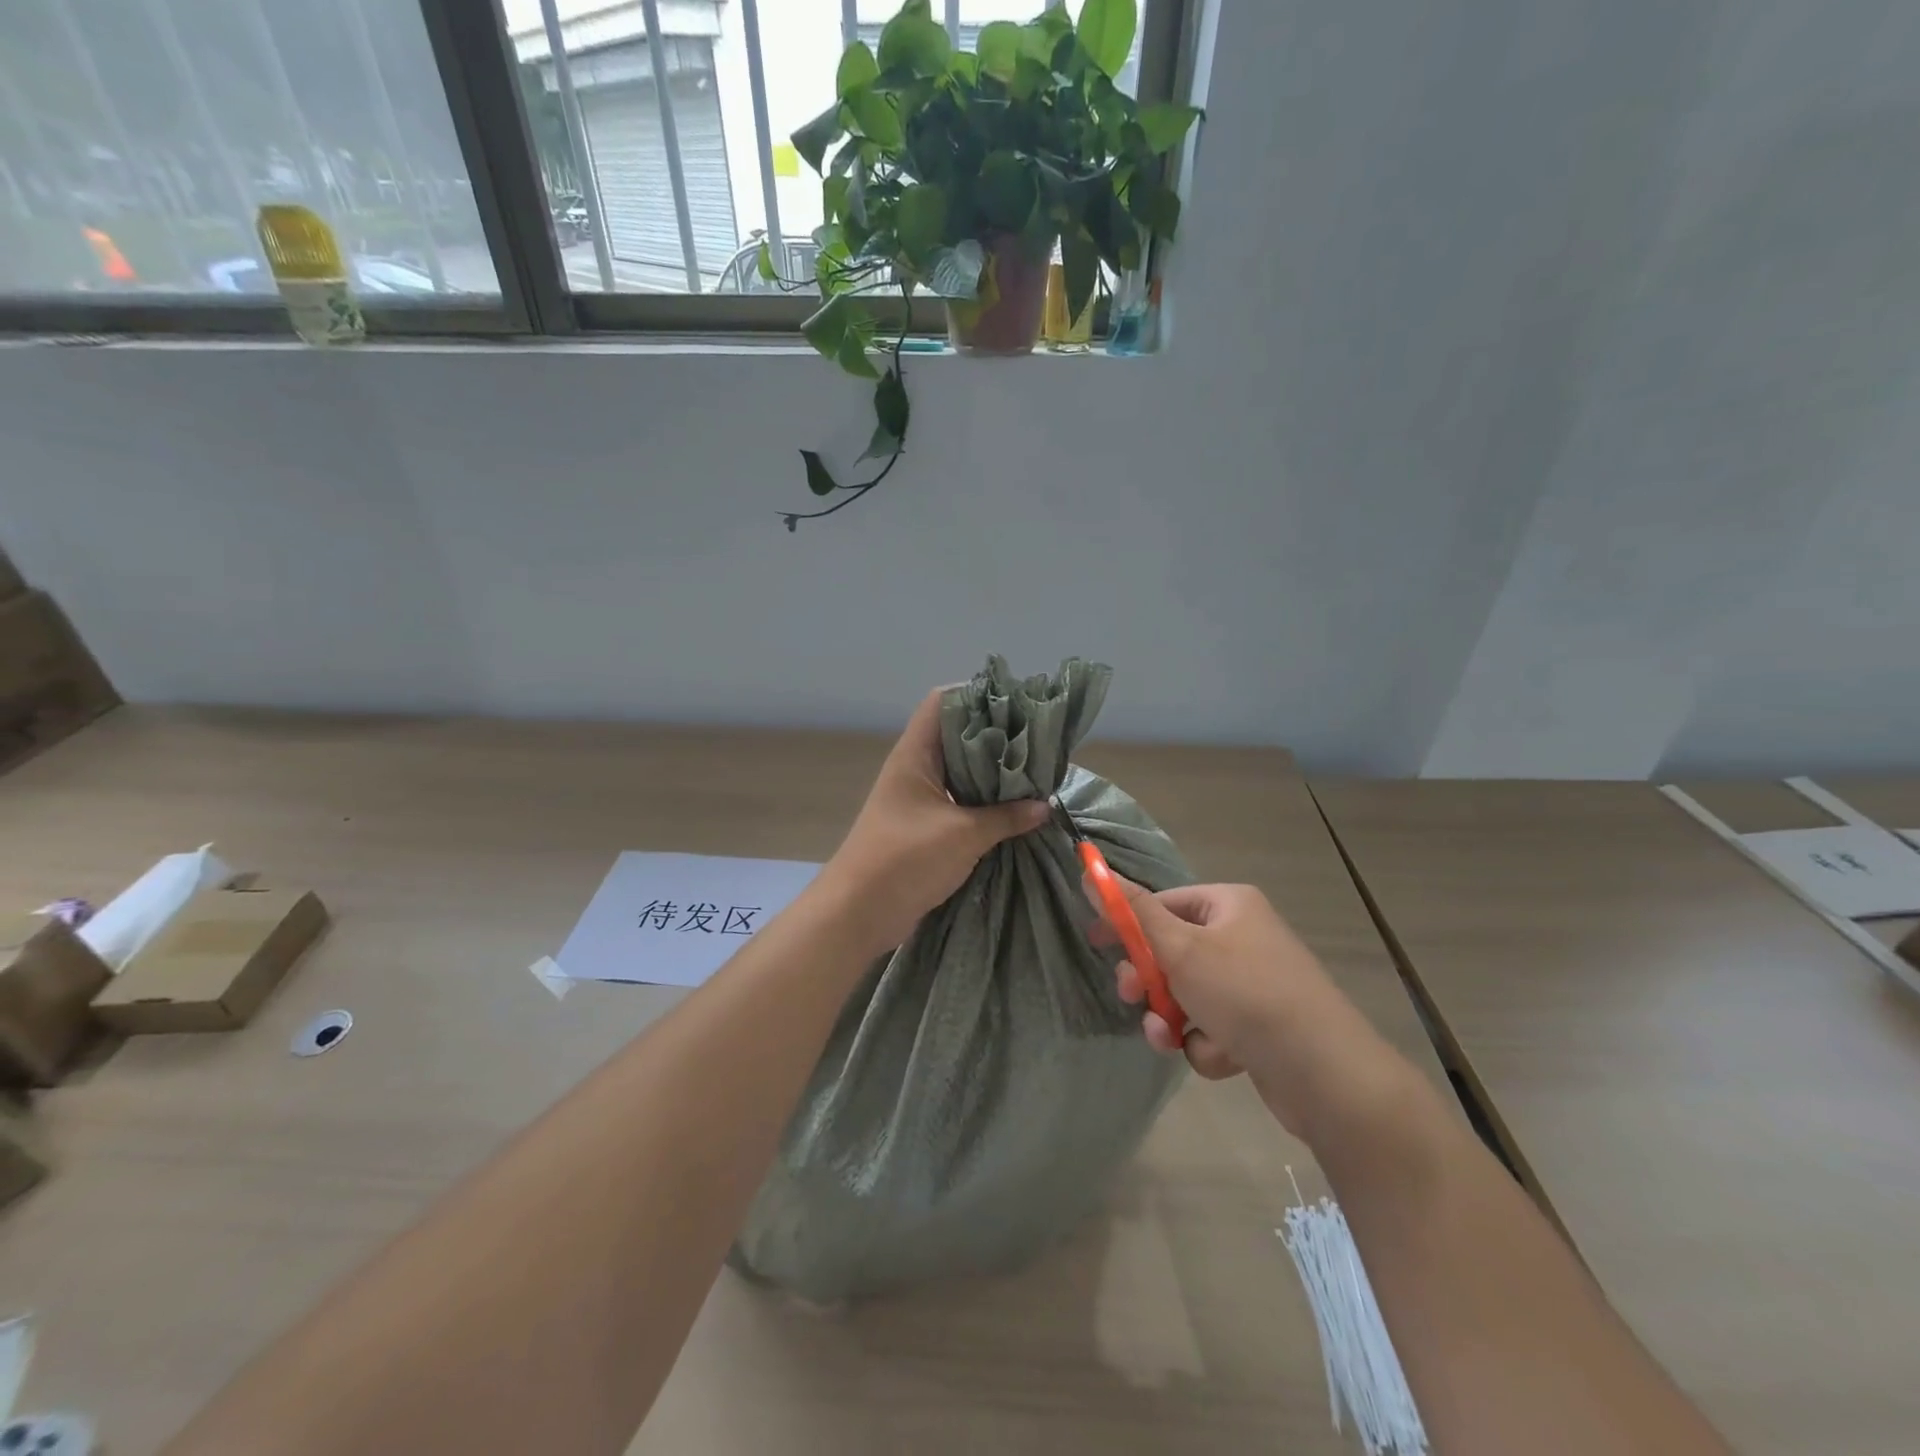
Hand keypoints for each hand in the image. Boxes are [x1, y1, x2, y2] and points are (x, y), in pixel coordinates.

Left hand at [817, 687, 1049, 959]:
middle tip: (1040, 740)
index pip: (943, 702)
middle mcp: (917, 768)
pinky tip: (1019, 808)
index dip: (978, 694)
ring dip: (995, 774)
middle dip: (997, 737)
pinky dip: (987, 803)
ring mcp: (920, 798)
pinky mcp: (926, 826)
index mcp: (916, 754)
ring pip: (962, 772)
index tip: (1019, 703)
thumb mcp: (963, 835)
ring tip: (1037, 771)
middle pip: (958, 736)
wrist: (859, 913)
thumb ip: (1006, 817)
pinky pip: (961, 802)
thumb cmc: (905, 859)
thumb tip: (1045, 806)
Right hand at [1091, 879, 1401, 1140]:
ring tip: (1172, 1038)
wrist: (1325, 1073)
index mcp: (1229, 905)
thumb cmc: (1245, 993)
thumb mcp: (1180, 948)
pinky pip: (1212, 1027)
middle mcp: (1243, 937)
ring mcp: (1254, 983)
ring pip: (1187, 995)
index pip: (1163, 903)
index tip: (1095, 943)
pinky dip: (1207, 1043)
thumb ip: (1132, 912)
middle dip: (1149, 980)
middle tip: (1134, 997)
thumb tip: (1090, 870)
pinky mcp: (1260, 1026)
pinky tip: (1223, 1057)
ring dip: (1172, 1018)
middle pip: (1172, 951)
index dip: (1126, 923)